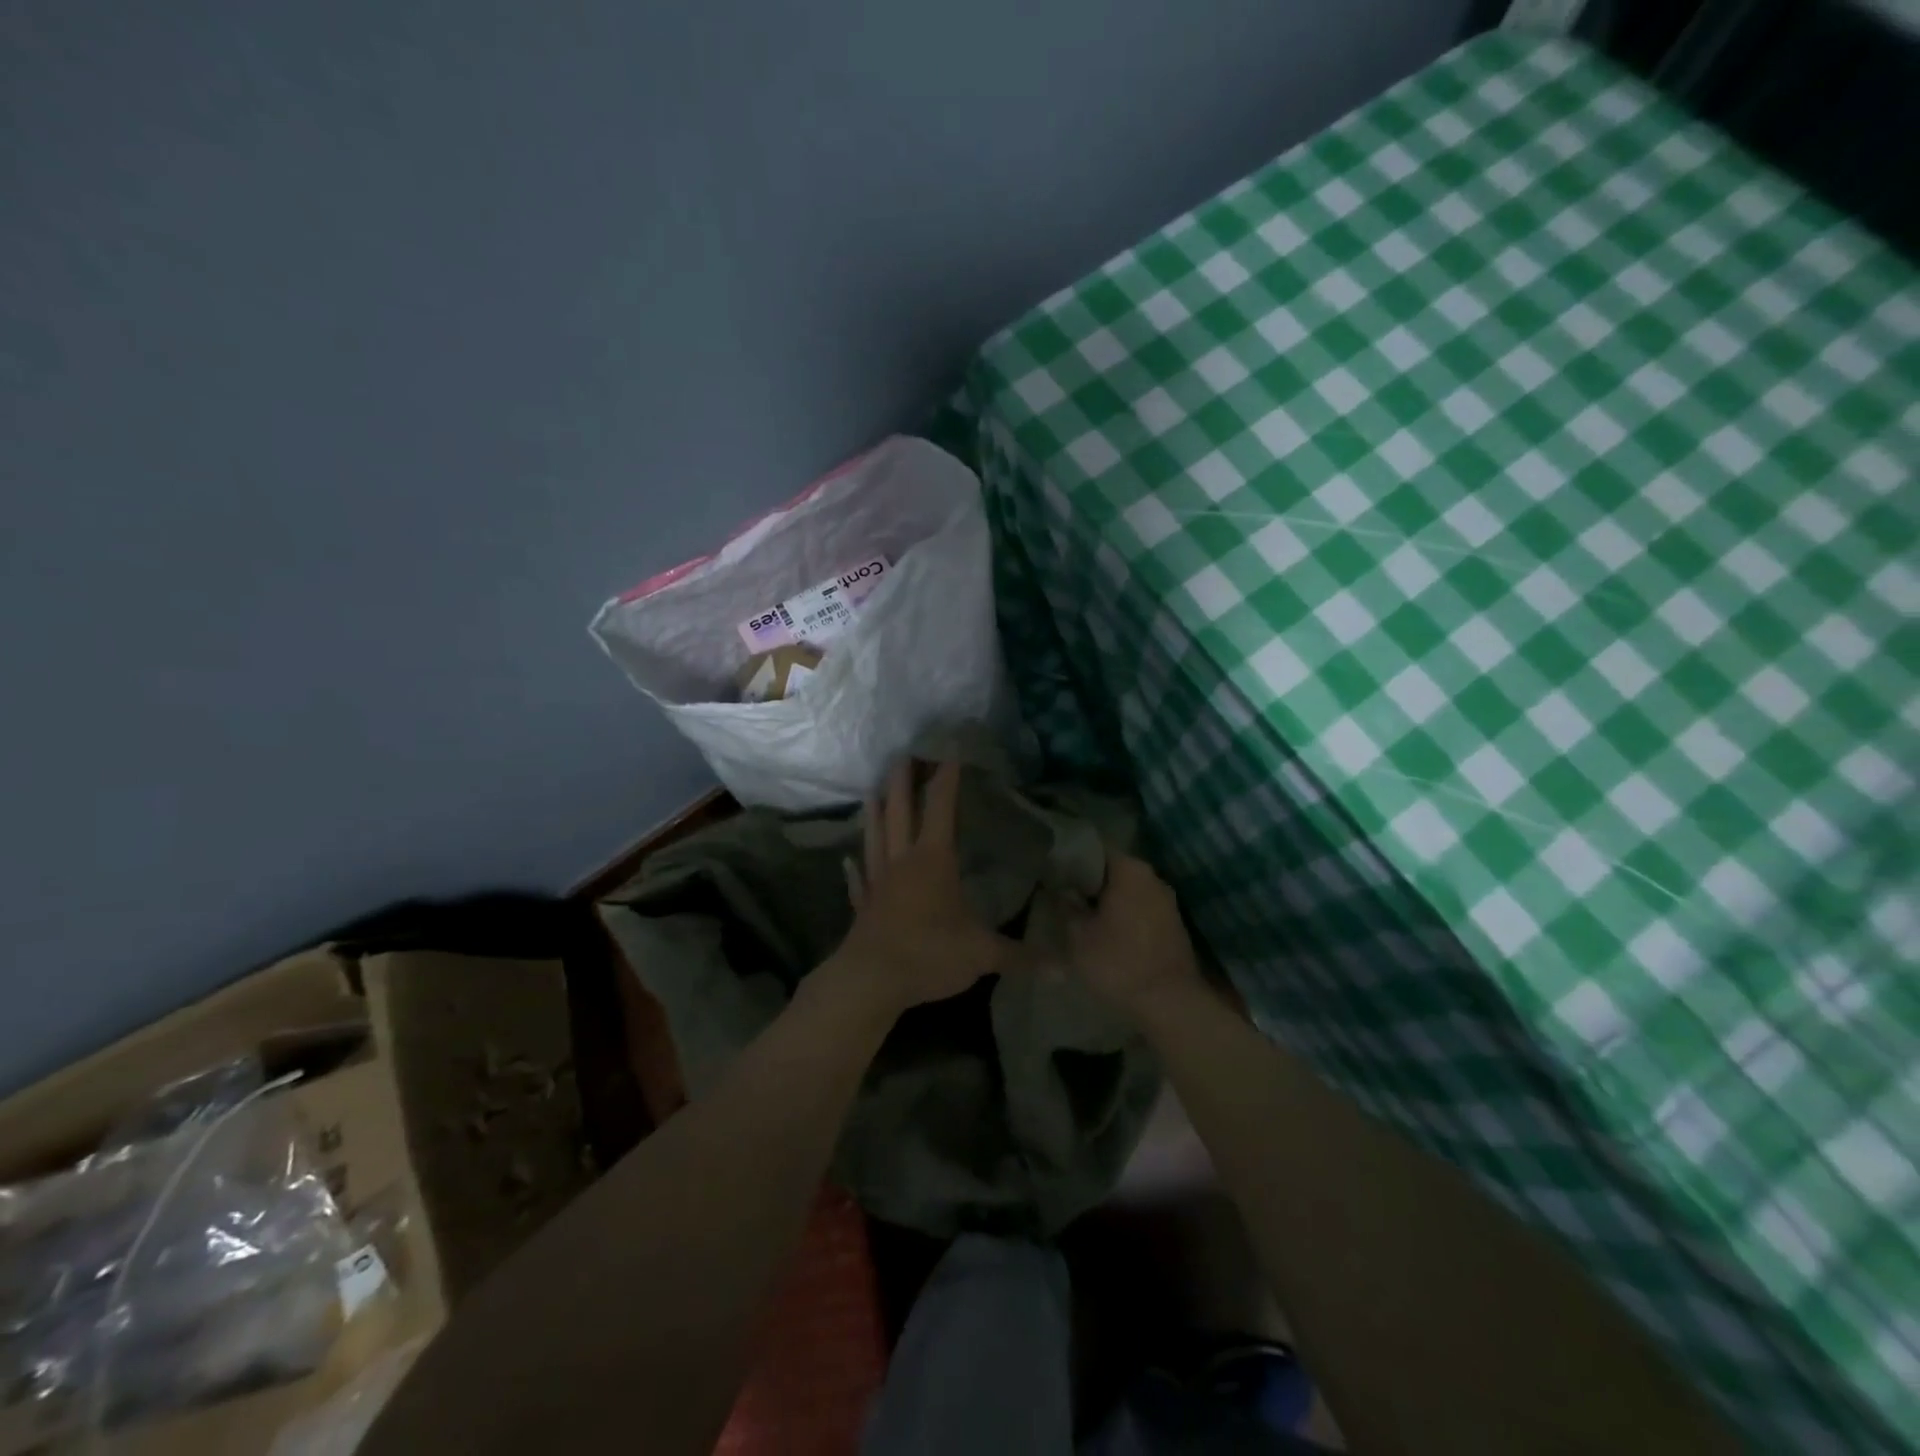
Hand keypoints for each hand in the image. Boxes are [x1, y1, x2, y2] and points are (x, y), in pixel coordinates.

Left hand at [825, 758, 1027, 1019]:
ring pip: (875, 837)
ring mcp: (878, 882)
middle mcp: (903, 862)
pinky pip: (859, 882)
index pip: (941, 808)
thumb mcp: (982, 954)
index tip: (950, 751)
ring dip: (875, 813)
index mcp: (933, 860)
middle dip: (903, 781)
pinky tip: (848, 862)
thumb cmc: (928, 954)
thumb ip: (1021, 956)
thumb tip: (1063, 969)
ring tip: (872, 791)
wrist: (870, 981)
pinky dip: (854, 871)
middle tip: (904, 755)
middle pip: (900, 811)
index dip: (946, 778)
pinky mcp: (864, 907)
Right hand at [1067, 854, 1203, 1018]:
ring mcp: (1166, 901)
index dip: (1071, 858)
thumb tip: (1060, 891)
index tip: (1053, 871)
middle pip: (1113, 869)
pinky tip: (1105, 930)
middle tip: (1062, 893)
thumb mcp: (1078, 936)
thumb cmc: (1119, 962)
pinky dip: (1122, 913)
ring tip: (1080, 913)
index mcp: (1130, 870)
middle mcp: (1152, 877)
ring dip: (1106, 900)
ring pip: (1127, 890)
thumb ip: (1066, 907)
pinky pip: (1140, 908)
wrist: (1170, 1002)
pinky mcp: (1173, 924)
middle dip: (1089, 881)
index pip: (1095, 849)